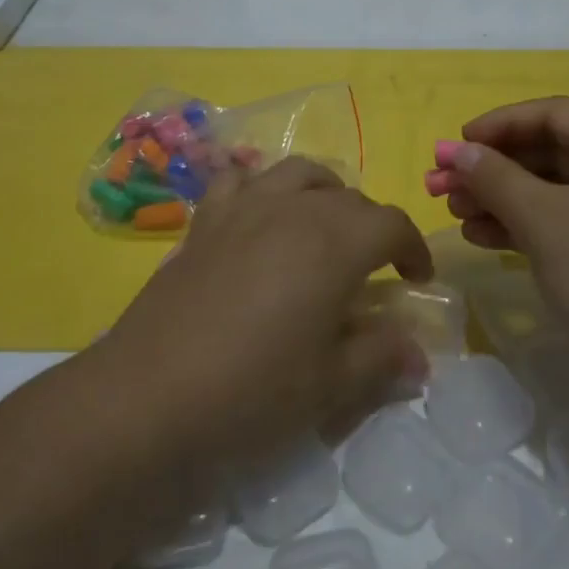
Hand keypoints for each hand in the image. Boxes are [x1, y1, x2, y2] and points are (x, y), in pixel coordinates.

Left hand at [102, 158, 433, 473]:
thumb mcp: (330, 384)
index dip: (413, 247)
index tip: (416, 278)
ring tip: (324, 228)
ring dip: (324, 193)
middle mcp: (294, 208)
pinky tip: (258, 215)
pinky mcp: (206, 219)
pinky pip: (239, 179)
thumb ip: (380, 357)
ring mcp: (245, 207)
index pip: (392, 224)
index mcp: (334, 242)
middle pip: (349, 198)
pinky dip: (259, 186)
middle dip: (372, 227)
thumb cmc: (253, 390)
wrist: (151, 394)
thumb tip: (418, 354)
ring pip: (299, 173)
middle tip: (371, 269)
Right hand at [433, 98, 568, 363]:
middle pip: (551, 152)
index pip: (555, 114)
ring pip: (555, 190)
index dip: (500, 123)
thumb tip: (455, 151)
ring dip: (503, 198)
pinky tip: (485, 239)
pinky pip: (567, 222)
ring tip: (457, 215)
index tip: (457, 144)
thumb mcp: (543, 220)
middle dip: (494, 167)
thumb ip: (494, 178)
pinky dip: (526, 225)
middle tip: (443, 185)